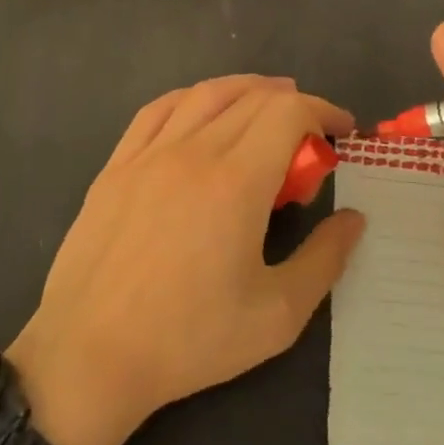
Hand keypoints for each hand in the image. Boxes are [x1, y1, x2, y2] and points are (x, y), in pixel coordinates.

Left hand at [9, 76, 363, 444]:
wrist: (90, 354)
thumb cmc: (189, 339)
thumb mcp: (277, 315)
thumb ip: (324, 260)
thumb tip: (353, 219)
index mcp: (236, 181)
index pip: (288, 113)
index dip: (323, 111)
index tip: (343, 132)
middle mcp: (192, 151)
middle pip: (252, 98)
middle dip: (292, 106)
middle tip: (310, 139)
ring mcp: (148, 154)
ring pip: (204, 94)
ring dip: (245, 91)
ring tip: (266, 107)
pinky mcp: (116, 165)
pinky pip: (157, 110)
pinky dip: (191, 99)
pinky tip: (200, 111)